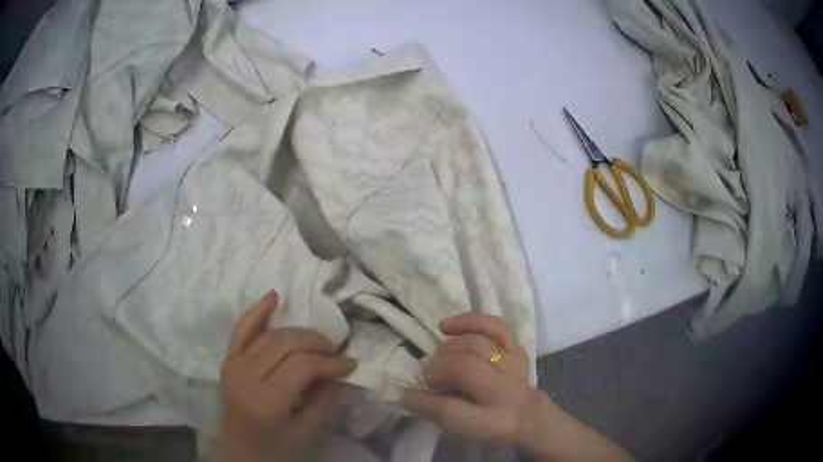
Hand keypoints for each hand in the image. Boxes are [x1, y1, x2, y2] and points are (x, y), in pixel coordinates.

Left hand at [213, 291, 356, 461]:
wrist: (238, 445)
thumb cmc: (274, 444)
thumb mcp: (305, 431)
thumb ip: (324, 400)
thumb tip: (341, 371)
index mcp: (266, 401)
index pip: (301, 366)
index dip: (329, 361)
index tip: (350, 363)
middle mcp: (246, 376)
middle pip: (286, 344)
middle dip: (316, 343)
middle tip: (335, 351)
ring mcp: (233, 363)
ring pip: (270, 334)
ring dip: (299, 332)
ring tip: (319, 341)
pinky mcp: (228, 358)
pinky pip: (242, 328)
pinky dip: (258, 311)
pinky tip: (274, 296)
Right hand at [403, 313, 632, 461]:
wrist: (526, 413)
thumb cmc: (488, 422)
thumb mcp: (462, 428)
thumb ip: (435, 411)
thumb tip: (409, 393)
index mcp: (491, 420)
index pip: (452, 410)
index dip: (424, 401)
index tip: (408, 395)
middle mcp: (505, 390)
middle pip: (465, 368)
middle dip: (437, 369)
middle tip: (429, 376)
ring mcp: (513, 363)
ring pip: (475, 345)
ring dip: (448, 349)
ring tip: (440, 358)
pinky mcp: (516, 346)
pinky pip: (493, 325)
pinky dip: (468, 321)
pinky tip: (446, 327)